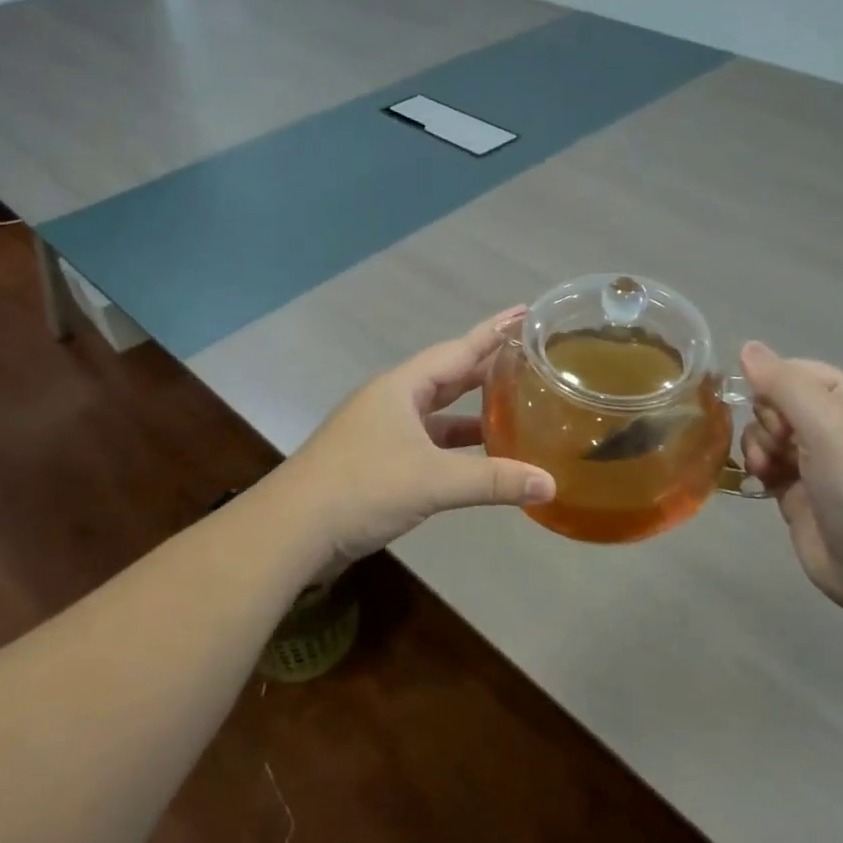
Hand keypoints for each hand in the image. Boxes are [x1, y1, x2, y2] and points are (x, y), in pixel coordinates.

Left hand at [277, 309, 555, 564]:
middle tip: (529, 361)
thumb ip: (493, 481)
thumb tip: (550, 484)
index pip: (459, 350)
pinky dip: (455, 444)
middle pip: (449, 376)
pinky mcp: (377, 460)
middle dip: (487, 369)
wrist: (292, 529)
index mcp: (402, 387)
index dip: (494, 332)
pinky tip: (478, 456)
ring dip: (472, 412)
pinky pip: (428, 441)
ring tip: (514, 407)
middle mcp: (392, 400)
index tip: (525, 313)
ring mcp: (382, 431)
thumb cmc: (362, 487)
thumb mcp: (433, 481)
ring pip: (437, 412)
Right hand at [738, 341, 842, 610]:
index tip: (770, 410)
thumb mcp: (828, 426)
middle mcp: (835, 425)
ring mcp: (815, 459)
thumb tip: (746, 346)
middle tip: (779, 446)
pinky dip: (756, 467)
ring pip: (764, 431)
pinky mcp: (796, 490)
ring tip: (766, 470)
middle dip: (766, 420)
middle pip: (775, 401)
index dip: (772, 385)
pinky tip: (760, 481)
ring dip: (757, 446)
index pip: (795, 371)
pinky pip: (763, 462)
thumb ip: (784, 384)